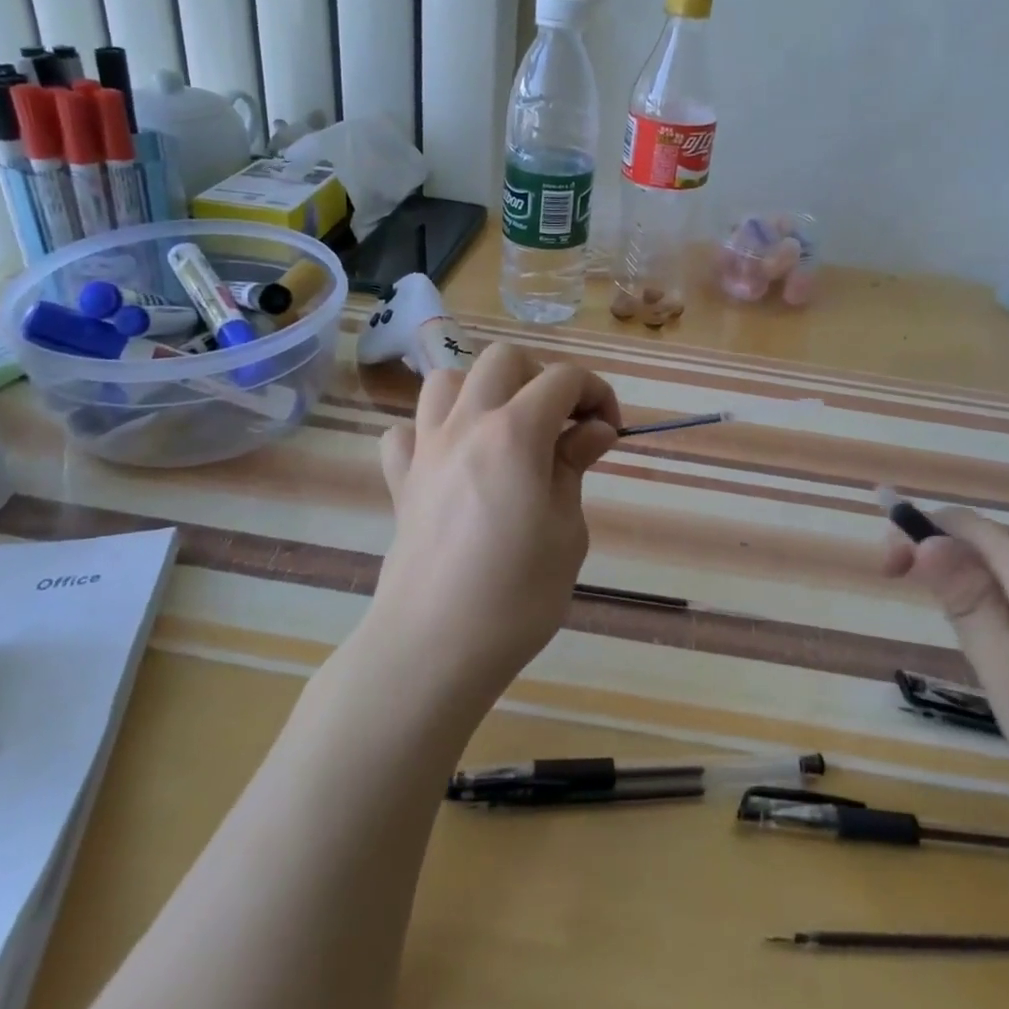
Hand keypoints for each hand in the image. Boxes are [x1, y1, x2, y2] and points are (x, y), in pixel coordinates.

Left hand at [372, 343, 619, 698]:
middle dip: (541, 377)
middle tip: (560, 424)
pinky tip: (451, 462)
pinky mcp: (400, 481)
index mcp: (514, 433)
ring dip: (483, 391)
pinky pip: (406, 433)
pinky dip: (430, 433)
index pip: (563, 378)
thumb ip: (575, 467)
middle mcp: (466, 425)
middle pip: (503, 360)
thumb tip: (594, 430)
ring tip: (504, 430)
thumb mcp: (567, 531)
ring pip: (447, 381)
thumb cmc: (516, 595)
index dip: (596, 392)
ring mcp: (426, 450)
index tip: (608, 430)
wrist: (433, 648)